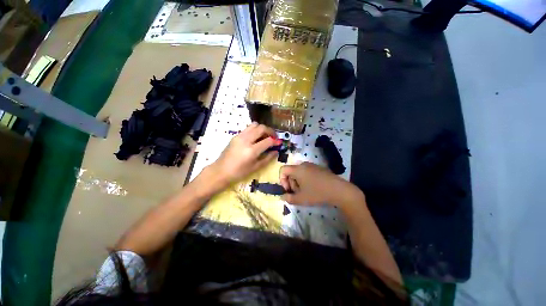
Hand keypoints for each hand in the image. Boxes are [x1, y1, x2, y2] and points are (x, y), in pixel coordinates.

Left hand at [208, 123, 278, 186]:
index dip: (275, 141)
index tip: (279, 143)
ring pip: (254, 125)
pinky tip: (255, 138)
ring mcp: (239, 136)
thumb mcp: (255, 167)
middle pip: (261, 128)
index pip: (268, 140)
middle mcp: (246, 140)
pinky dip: (255, 130)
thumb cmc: (239, 172)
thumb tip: (276, 151)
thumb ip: (268, 158)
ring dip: (262, 129)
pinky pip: (248, 128)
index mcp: (252, 150)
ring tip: (264, 136)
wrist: (221, 171)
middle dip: (270, 131)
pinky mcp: (235, 136)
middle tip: (273, 137)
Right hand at [279, 162, 363, 205]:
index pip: (283, 169)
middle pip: (291, 172)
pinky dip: (306, 179)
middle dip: (291, 183)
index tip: (288, 190)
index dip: (282, 180)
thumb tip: (283, 196)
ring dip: (298, 182)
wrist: (339, 190)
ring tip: (306, 192)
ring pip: (299, 173)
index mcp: (297, 169)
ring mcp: (312, 165)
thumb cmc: (317, 193)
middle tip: (298, 193)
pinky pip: (307, 172)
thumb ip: (289, 198)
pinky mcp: (319, 168)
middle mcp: (304, 164)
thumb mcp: (301, 199)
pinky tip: (313, 188)